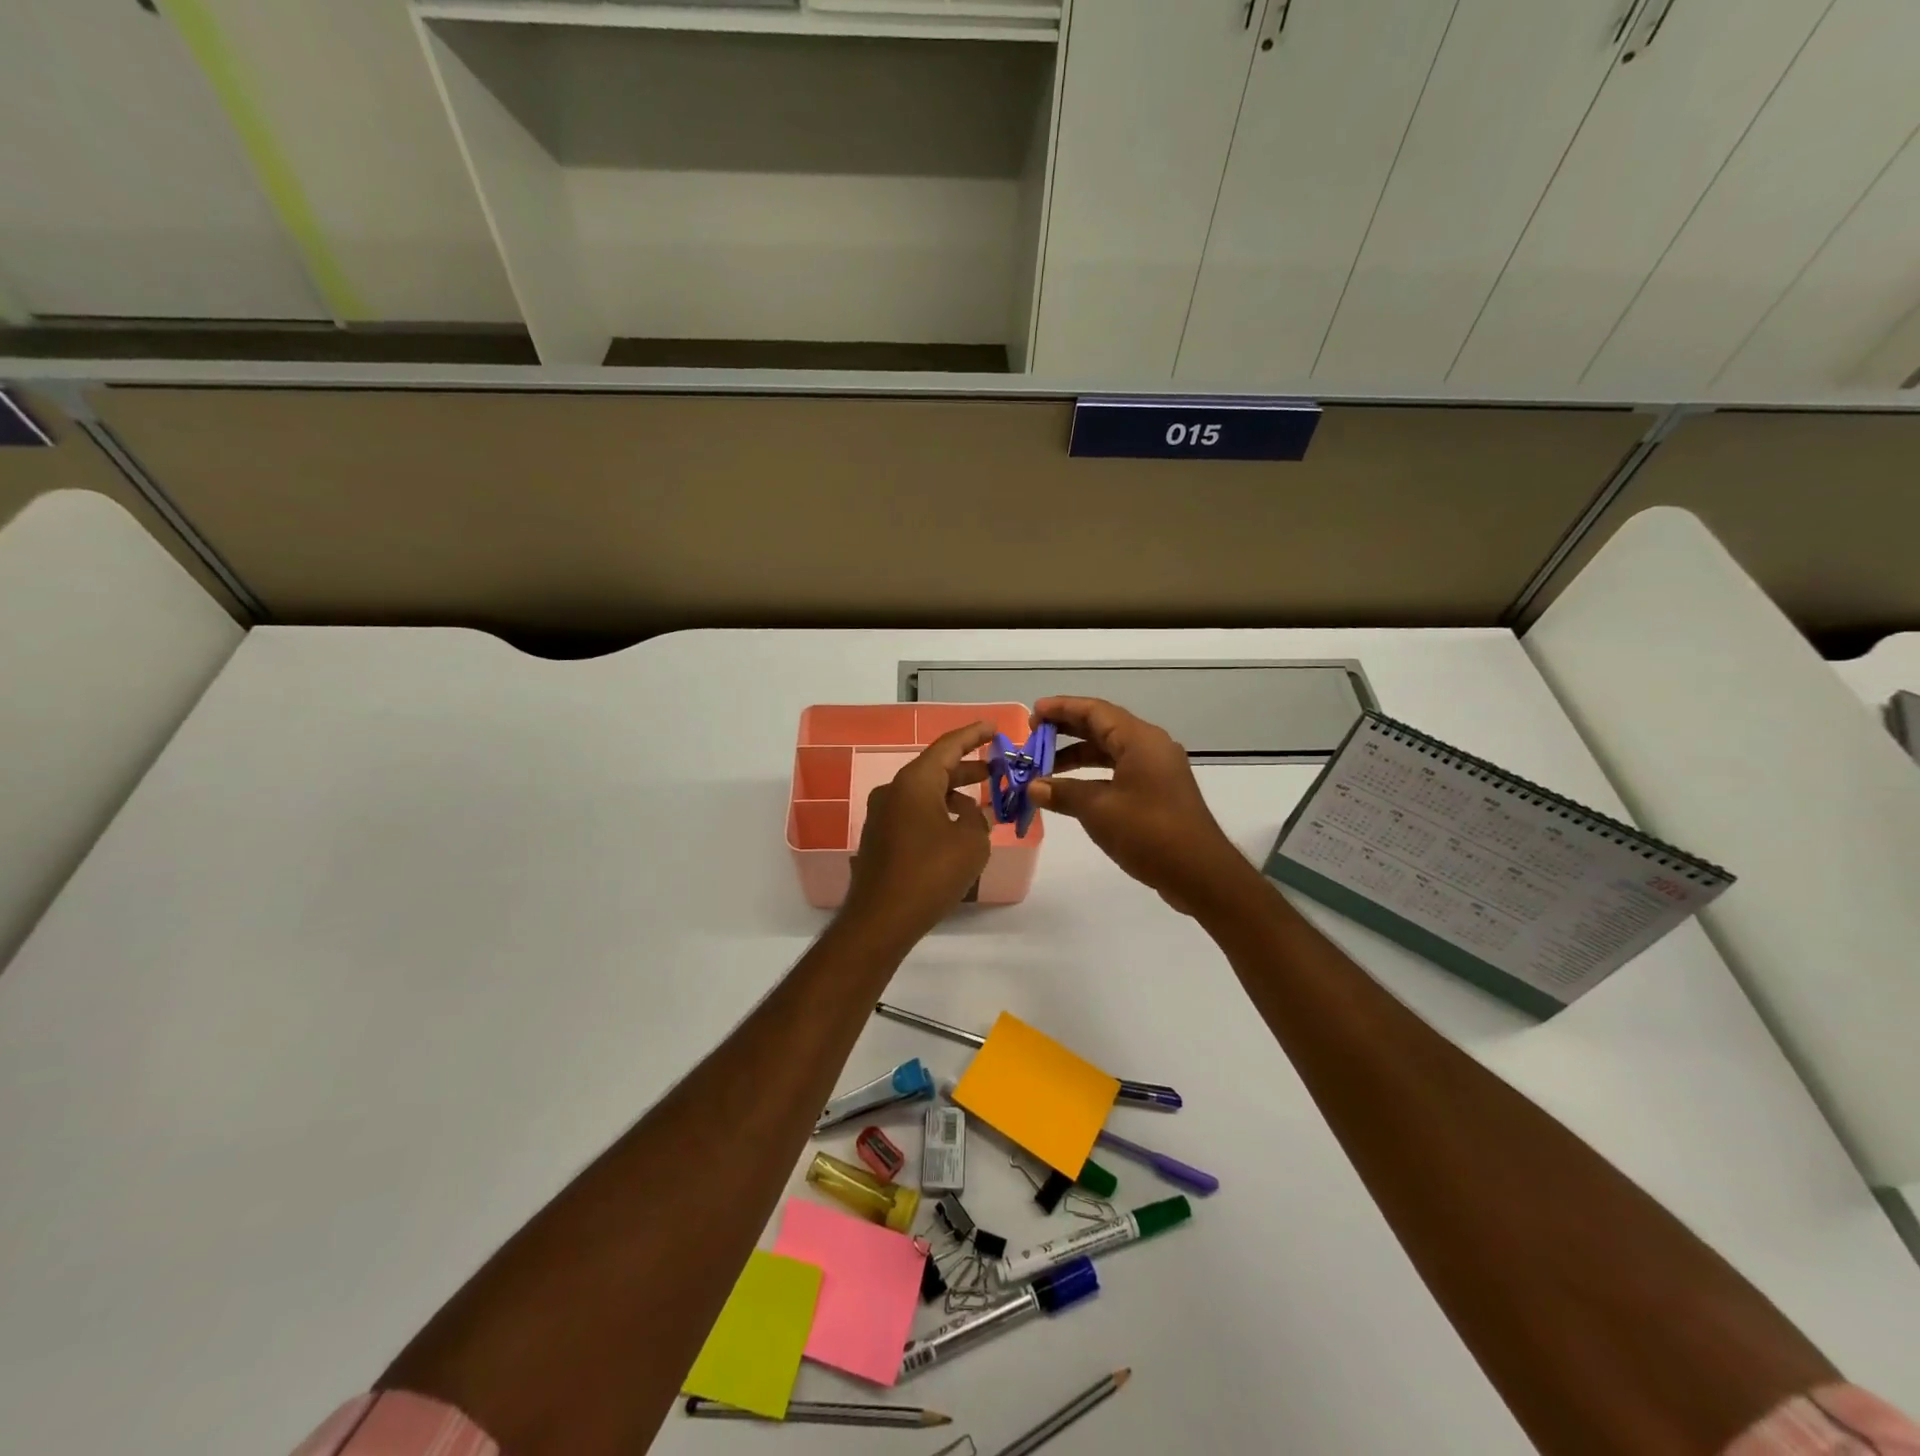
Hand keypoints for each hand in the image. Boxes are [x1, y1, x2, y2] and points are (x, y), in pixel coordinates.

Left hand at [844, 723, 993, 943]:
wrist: (881, 920)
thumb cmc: (930, 874)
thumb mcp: (971, 844)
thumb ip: (977, 820)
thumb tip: (968, 815)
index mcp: (914, 782)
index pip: (948, 746)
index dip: (973, 735)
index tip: (994, 728)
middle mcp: (893, 791)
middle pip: (935, 769)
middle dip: (967, 768)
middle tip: (996, 769)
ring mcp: (882, 815)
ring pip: (924, 793)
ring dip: (953, 795)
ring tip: (983, 806)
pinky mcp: (879, 838)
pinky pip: (914, 813)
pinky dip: (937, 813)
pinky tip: (957, 832)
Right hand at [1028, 697, 1254, 914]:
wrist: (1199, 873)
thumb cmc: (1148, 833)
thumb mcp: (1098, 810)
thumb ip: (1063, 793)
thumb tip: (1033, 787)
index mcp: (1139, 739)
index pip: (1094, 711)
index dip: (1061, 708)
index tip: (1033, 713)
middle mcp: (1150, 746)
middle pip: (1102, 726)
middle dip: (1066, 730)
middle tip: (1033, 736)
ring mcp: (1156, 769)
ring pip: (1110, 750)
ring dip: (1077, 755)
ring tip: (1044, 766)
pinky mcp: (1158, 791)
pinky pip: (1119, 770)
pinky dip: (1093, 775)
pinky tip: (1071, 790)